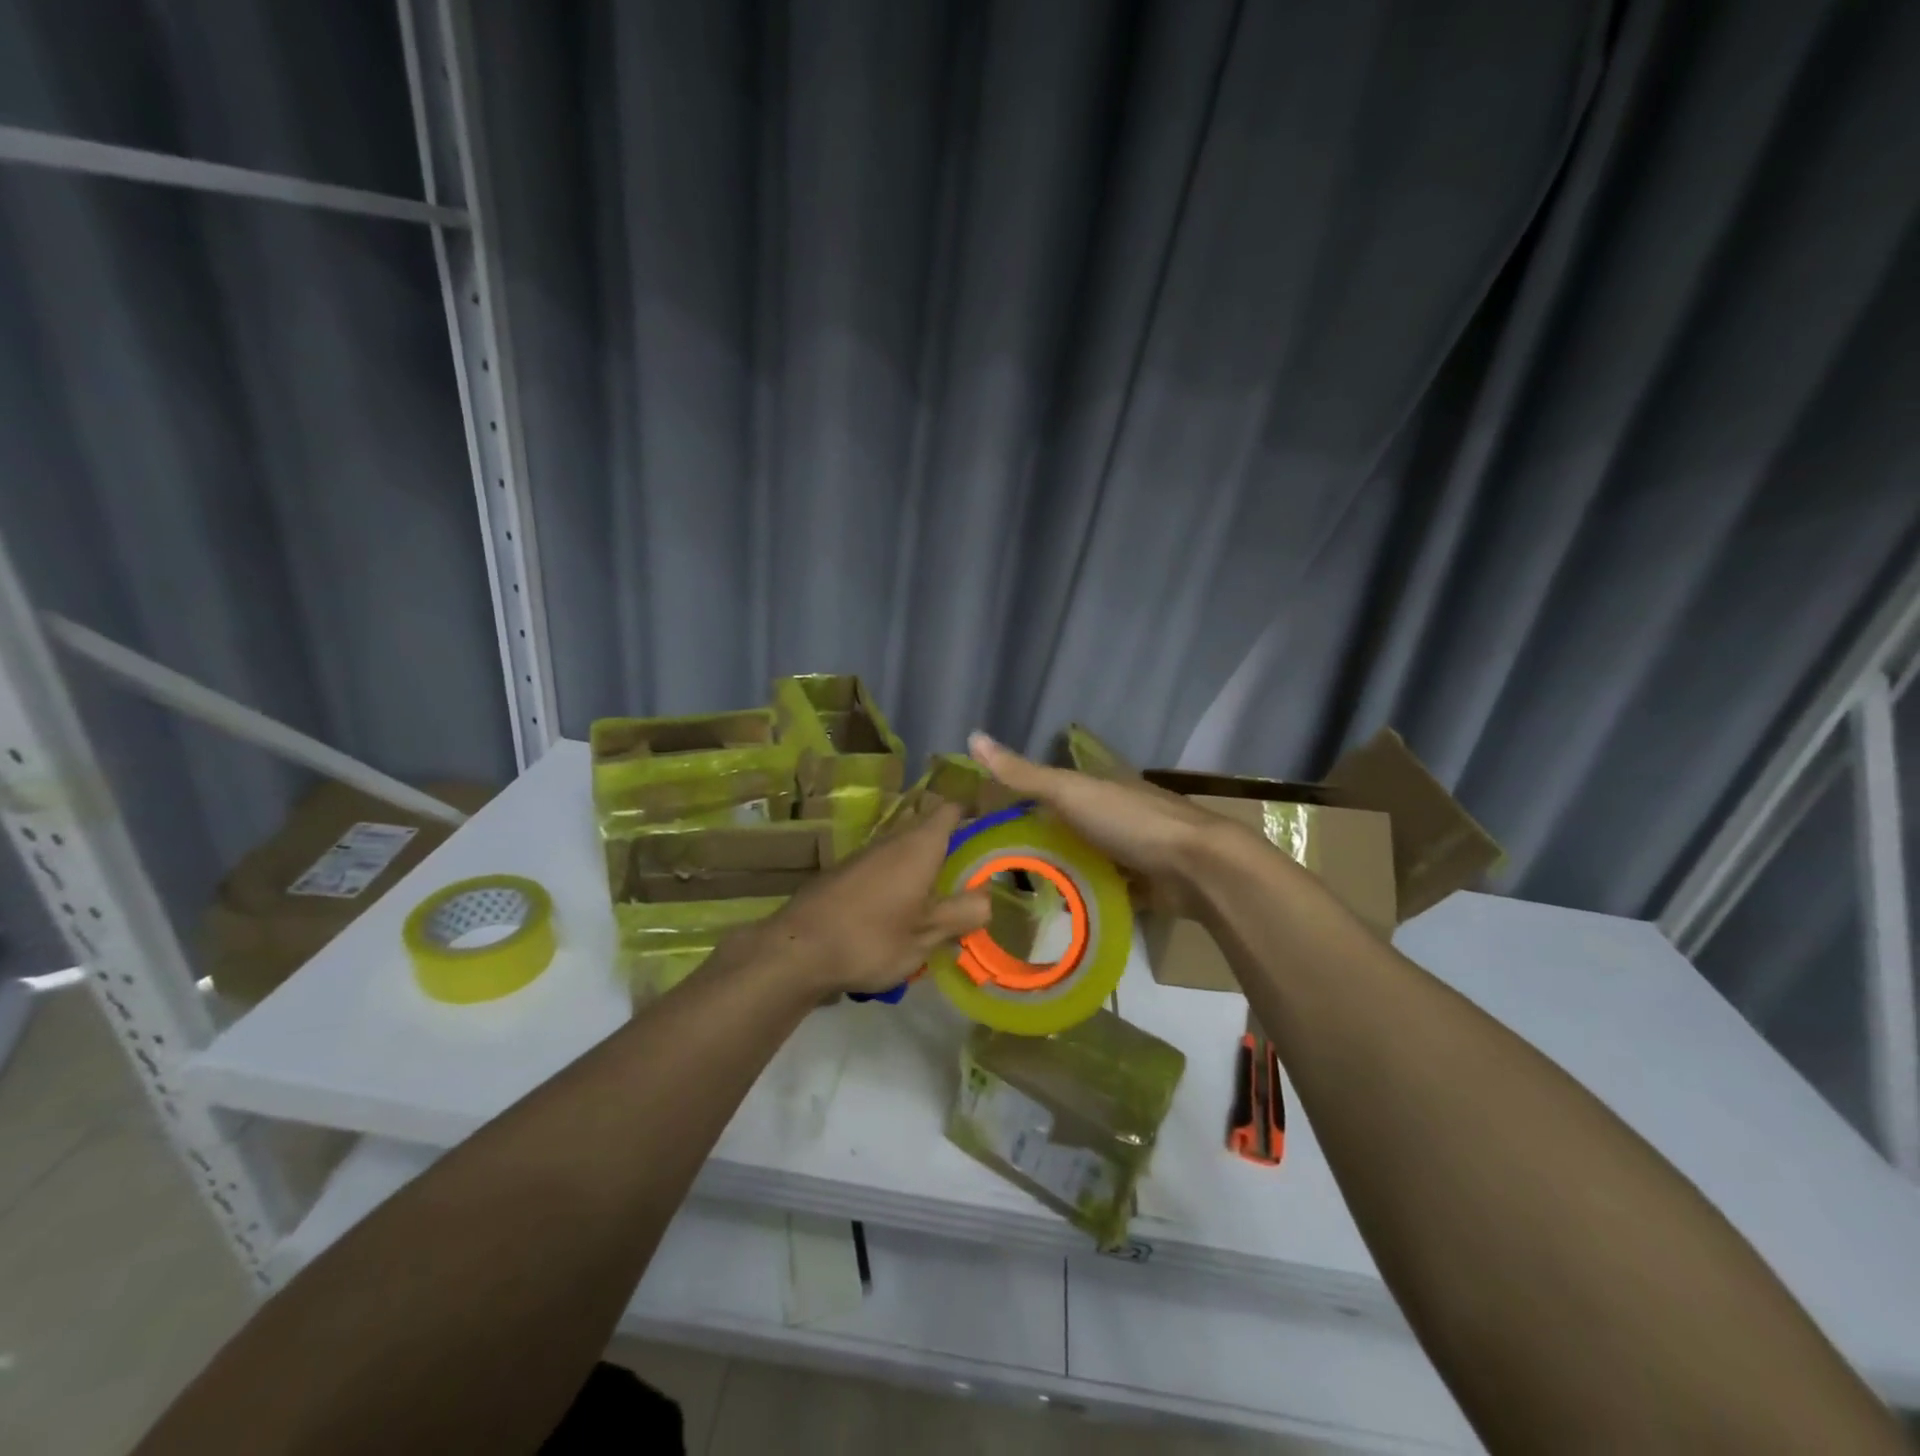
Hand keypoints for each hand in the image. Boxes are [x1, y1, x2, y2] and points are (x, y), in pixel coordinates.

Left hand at [755, 801, 991, 996]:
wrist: (797, 950)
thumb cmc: (871, 939)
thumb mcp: (926, 936)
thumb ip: (961, 914)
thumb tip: (987, 898)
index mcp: (919, 846)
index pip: (951, 809)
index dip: (973, 814)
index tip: (991, 834)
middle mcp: (892, 840)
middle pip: (928, 830)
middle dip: (951, 850)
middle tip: (972, 880)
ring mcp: (864, 855)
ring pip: (905, 852)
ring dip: (923, 871)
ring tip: (939, 905)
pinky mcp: (844, 873)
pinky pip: (884, 869)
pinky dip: (899, 883)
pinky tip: (900, 917)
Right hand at [968, 731, 1230, 916]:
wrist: (1197, 868)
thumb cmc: (1129, 822)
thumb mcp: (1069, 792)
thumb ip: (1023, 774)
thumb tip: (971, 735)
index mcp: (1098, 785)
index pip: (1050, 787)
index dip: (1018, 799)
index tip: (985, 821)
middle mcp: (1113, 813)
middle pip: (1066, 825)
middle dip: (1037, 840)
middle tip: (993, 867)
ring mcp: (1131, 850)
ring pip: (1085, 858)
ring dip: (1060, 871)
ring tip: (1017, 895)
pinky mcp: (1143, 885)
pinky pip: (1105, 889)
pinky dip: (1085, 897)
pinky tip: (1057, 913)